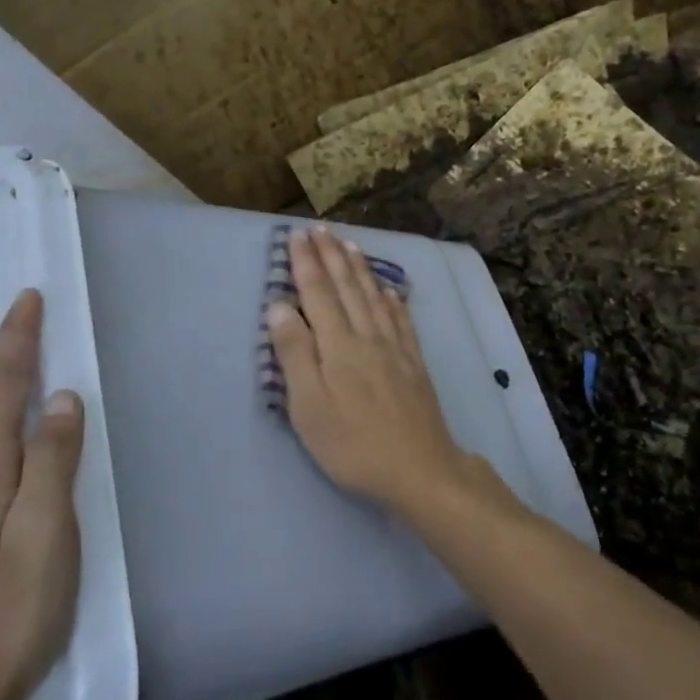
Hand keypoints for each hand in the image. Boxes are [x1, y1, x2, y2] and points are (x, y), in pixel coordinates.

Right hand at [267, 226, 485, 512]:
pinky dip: (392, 300)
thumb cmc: (353, 445)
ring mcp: (395, 349)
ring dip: (359, 269)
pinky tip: (388, 290)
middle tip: (320, 229)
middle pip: (346, 288)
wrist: (419, 470)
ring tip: (350, 245)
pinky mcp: (414, 364)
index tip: (296, 235)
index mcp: (337, 346)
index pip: (317, 293)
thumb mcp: (310, 407)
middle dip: (331, 256)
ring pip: (374, 298)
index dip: (306, 263)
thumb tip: (279, 306)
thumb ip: (295, 354)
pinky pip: (401, 321)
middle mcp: (367, 337)